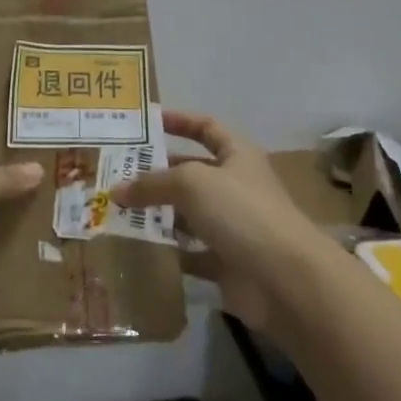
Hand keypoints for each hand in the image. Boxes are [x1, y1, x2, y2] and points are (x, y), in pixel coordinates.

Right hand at [113, 111, 319, 329]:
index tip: (146, 124)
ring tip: (117, 211)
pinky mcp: (226, 262)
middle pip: (191, 172)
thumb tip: (116, 190)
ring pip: (187, 213)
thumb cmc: (241, 212)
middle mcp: (236, 187)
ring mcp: (232, 226)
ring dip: (157, 212)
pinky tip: (137, 248)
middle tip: (116, 174)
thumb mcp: (191, 183)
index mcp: (237, 156)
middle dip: (157, 172)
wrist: (285, 279)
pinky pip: (190, 252)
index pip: (207, 128)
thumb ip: (152, 183)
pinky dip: (168, 251)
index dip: (179, 121)